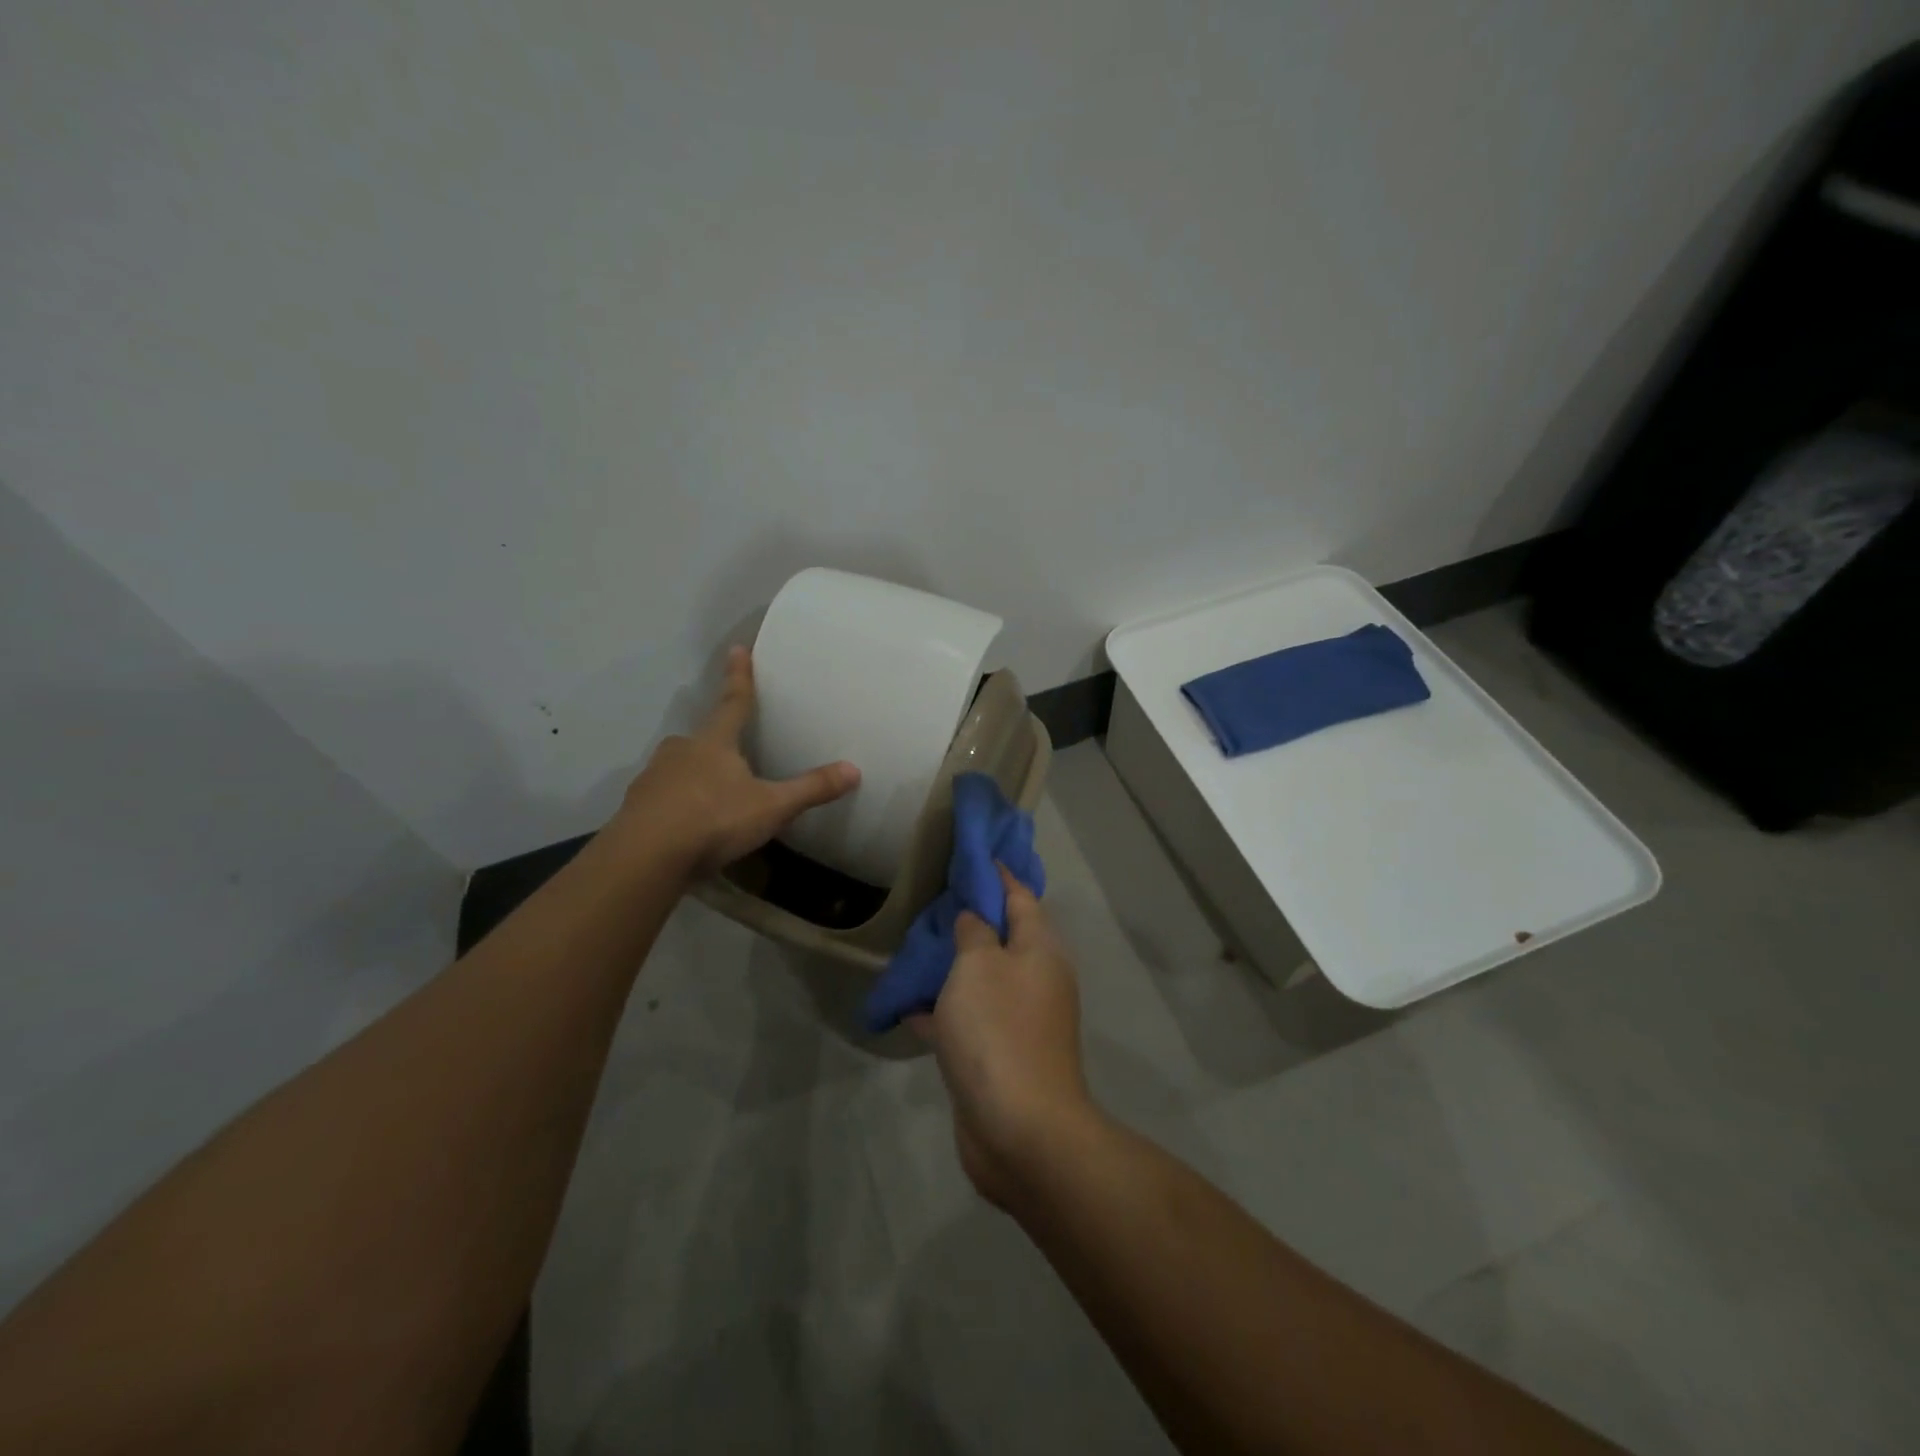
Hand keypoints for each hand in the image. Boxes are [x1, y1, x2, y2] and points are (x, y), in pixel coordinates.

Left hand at [610, 645, 859, 878]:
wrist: (646, 857)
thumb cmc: (714, 819)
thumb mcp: (772, 807)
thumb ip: (810, 789)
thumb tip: (854, 770)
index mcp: (714, 743)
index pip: (734, 703)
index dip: (739, 677)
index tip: (738, 648)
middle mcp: (680, 751)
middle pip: (703, 739)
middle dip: (717, 744)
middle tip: (733, 756)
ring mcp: (653, 778)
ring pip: (680, 769)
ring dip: (695, 777)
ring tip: (713, 800)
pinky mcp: (636, 808)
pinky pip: (663, 799)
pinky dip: (677, 806)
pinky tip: (687, 827)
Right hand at [913, 868, 1093, 1206]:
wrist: (1019, 1129)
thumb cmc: (998, 1031)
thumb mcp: (979, 966)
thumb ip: (974, 932)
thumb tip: (976, 917)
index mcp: (1040, 950)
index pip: (1020, 896)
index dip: (997, 874)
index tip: (971, 855)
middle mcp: (1036, 980)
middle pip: (1002, 937)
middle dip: (970, 919)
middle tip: (932, 902)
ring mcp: (1019, 1021)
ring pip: (982, 979)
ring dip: (952, 965)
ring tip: (915, 947)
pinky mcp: (999, 1056)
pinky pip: (969, 1019)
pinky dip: (943, 1010)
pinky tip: (909, 1006)